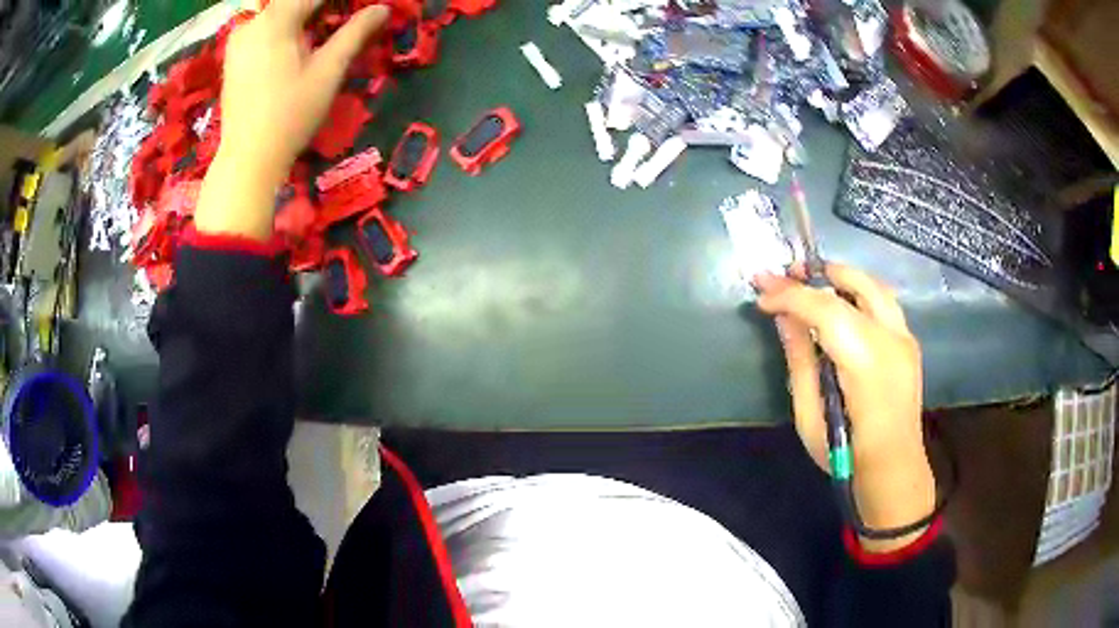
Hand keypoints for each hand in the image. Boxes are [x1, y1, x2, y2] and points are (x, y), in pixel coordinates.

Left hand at [195, 0, 388, 239]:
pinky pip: (261, 27)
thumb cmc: (291, 114)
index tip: (356, 10)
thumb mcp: (328, 70)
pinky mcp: (233, 58)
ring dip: (300, 16)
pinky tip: (295, 44)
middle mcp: (252, 23)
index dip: (340, 3)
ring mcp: (238, 41)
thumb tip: (383, 8)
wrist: (248, 159)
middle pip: (292, 2)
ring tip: (321, 30)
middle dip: (317, 8)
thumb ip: (355, 33)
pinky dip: (282, 27)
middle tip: (340, 19)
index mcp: (276, 20)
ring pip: (275, 12)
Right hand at [754, 265, 935, 551]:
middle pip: (853, 283)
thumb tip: (784, 318)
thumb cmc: (846, 455)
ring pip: (873, 284)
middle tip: (784, 276)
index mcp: (866, 362)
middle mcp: (891, 338)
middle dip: (816, 274)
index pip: (824, 308)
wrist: (894, 470)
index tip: (760, 292)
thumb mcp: (810, 416)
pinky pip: (882, 300)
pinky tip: (840, 304)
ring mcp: (905, 337)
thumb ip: (800, 360)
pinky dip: (857, 291)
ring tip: (811, 282)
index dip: (789, 295)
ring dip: (840, 276)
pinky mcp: (909, 341)